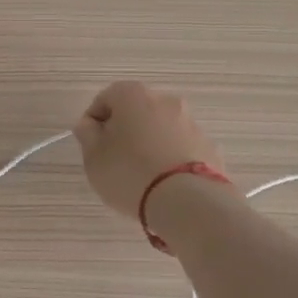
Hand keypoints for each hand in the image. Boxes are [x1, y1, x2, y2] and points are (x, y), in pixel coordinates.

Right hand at [72, 81, 225, 219]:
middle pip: (136, 110)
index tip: (91, 144)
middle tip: (114, 158)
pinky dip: (171, 158)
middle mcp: (165, 101)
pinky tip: (164, 183)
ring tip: (141, 175)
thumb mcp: (93, 157)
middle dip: (124, 130)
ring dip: (149, 143)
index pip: (106, 98)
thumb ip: (87, 135)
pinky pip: (181, 148)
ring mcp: (191, 123)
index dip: (94, 120)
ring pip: (161, 129)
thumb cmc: (129, 173)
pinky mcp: (209, 147)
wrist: (187, 202)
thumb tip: (90, 125)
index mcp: (133, 95)